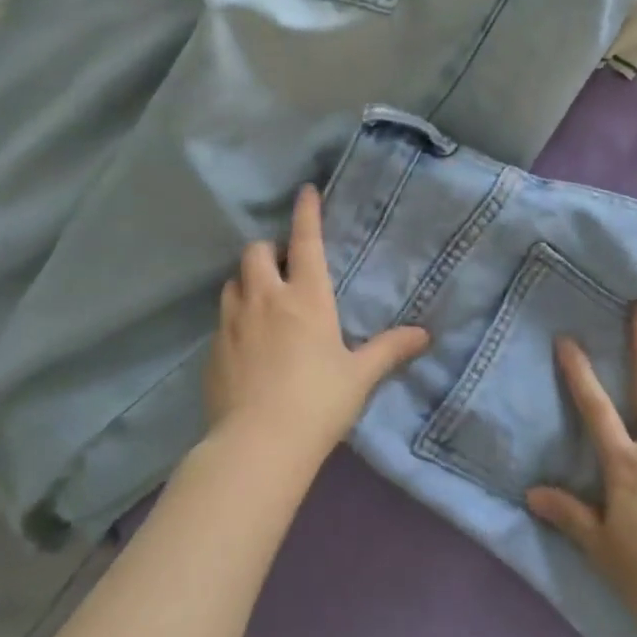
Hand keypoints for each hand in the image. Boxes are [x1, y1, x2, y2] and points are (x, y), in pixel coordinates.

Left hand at [203, 184, 429, 469]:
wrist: (258, 445)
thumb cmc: (318, 402)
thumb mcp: (359, 375)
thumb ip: (389, 350)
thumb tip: (424, 335)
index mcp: (306, 298)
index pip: (306, 242)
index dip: (307, 213)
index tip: (305, 191)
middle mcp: (266, 299)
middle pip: (256, 252)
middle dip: (269, 250)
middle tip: (283, 267)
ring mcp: (233, 323)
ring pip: (233, 282)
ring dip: (248, 281)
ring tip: (263, 301)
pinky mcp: (213, 351)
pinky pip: (222, 319)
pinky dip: (236, 318)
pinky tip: (247, 344)